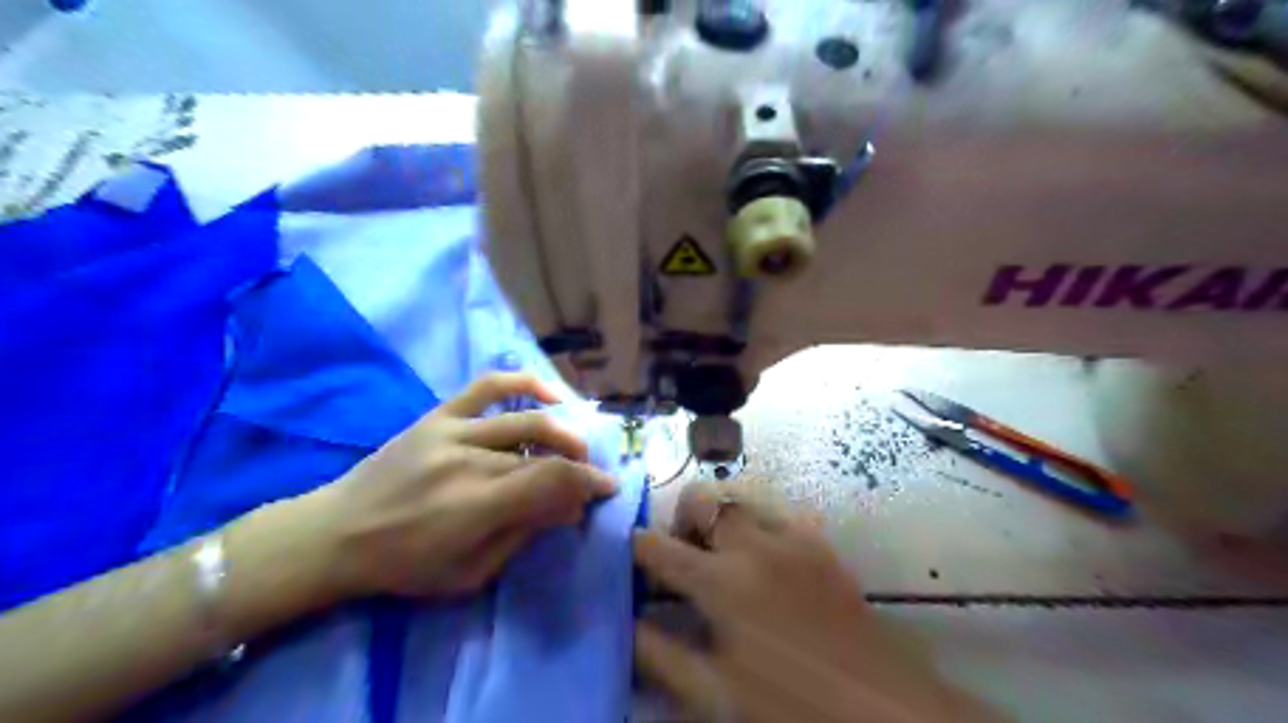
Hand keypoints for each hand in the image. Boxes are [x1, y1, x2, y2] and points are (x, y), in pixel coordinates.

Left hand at [305, 370, 616, 600]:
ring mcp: (453, 431)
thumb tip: (568, 507)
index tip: (607, 487)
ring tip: (576, 444)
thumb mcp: (471, 574)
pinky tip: (550, 393)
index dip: (589, 482)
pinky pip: (488, 386)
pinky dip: (525, 383)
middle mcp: (471, 461)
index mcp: (478, 506)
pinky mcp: (439, 416)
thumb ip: (523, 535)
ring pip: (527, 421)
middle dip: (578, 466)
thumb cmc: (405, 565)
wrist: (336, 533)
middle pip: (545, 454)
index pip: (553, 480)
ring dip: (563, 432)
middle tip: (589, 477)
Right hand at [637, 485, 1004, 722]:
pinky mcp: (820, 542)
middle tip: (683, 556)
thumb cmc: (789, 705)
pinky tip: (764, 559)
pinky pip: (778, 511)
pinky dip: (758, 523)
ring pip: (739, 496)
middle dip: (680, 519)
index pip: (656, 546)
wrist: (883, 708)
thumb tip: (626, 623)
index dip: (634, 547)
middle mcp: (753, 544)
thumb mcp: (714, 693)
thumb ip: (660, 655)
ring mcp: (792, 536)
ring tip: (721, 553)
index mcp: (721, 581)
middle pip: (700, 498)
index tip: (630, 559)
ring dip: (720, 515)